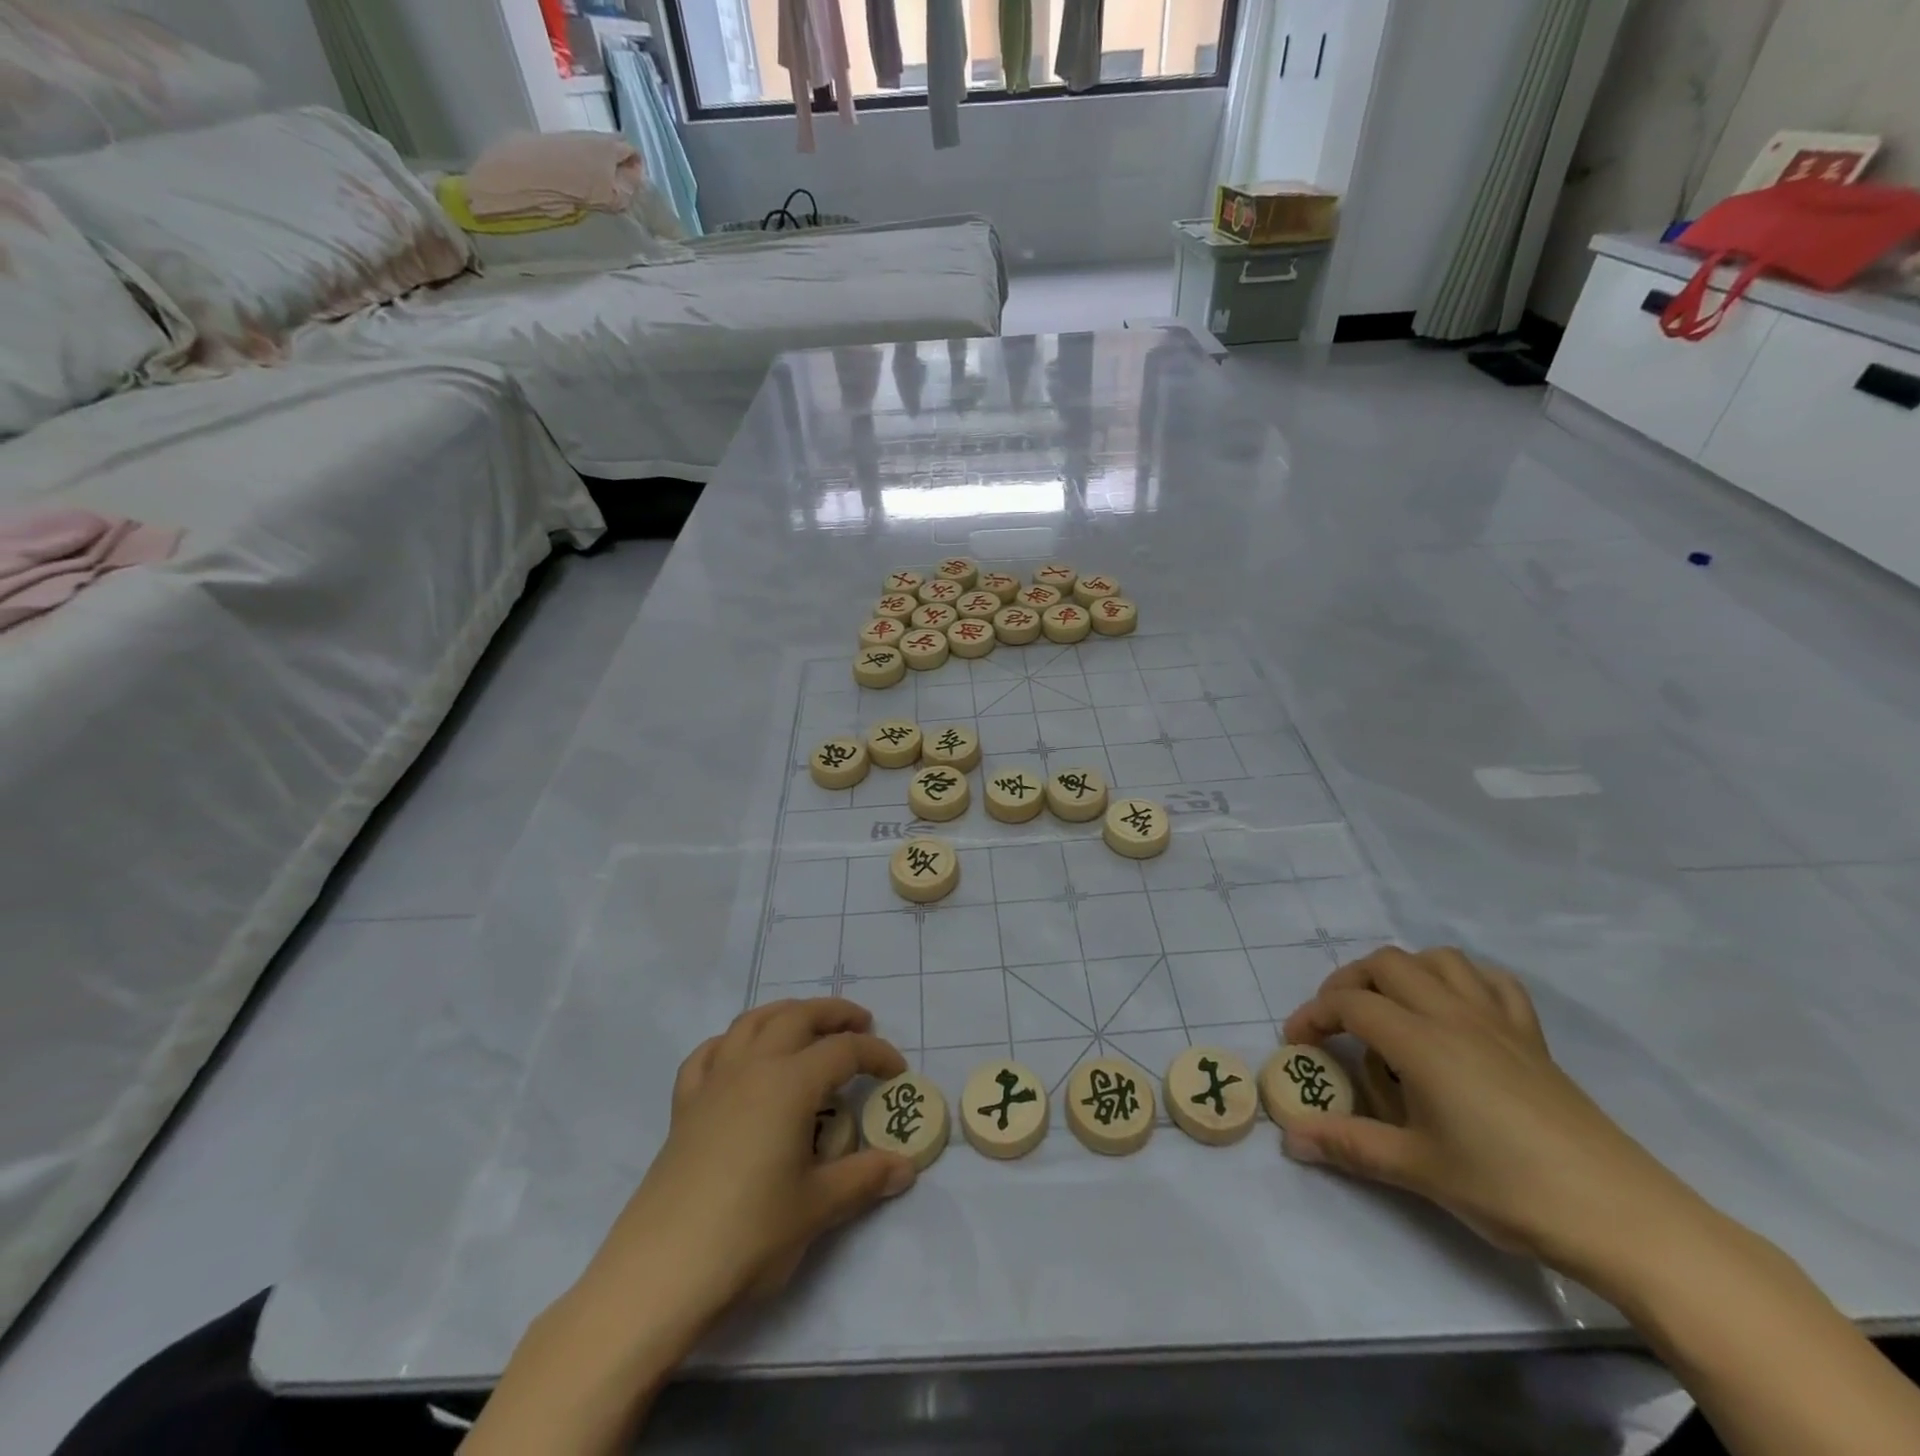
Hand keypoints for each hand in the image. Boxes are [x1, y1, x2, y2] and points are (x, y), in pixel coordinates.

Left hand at [586, 996, 916, 1319]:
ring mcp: (713, 1082)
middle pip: (798, 1016)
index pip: (844, 1051)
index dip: (877, 1055)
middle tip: (862, 1025)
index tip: (898, 1073)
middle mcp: (752, 1067)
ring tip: (808, 1027)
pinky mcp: (684, 1106)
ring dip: (787, 1014)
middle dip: (834, 1014)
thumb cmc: (748, 1234)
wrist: (660, 1272)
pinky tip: (742, 1057)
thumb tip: (907, 1167)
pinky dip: (733, 1042)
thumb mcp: (818, 1208)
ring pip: (753, 1022)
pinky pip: (710, 1053)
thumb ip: (865, 1178)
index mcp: (790, 1083)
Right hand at [1280, 946, 1697, 1278]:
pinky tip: (1455, 1011)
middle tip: (1337, 1023)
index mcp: (1421, 1041)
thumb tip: (1289, 1137)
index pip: (1350, 1004)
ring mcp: (1498, 1021)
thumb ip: (1348, 1144)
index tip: (1296, 1043)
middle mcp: (1454, 1015)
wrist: (1623, 1216)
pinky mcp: (1532, 1037)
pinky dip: (1462, 981)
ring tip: (1391, 1008)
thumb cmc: (1509, 1188)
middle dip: (1349, 983)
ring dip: (1403, 972)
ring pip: (1438, 959)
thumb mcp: (1417, 1169)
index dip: (1314, 1015)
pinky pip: (1492, 982)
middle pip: (1386, 964)